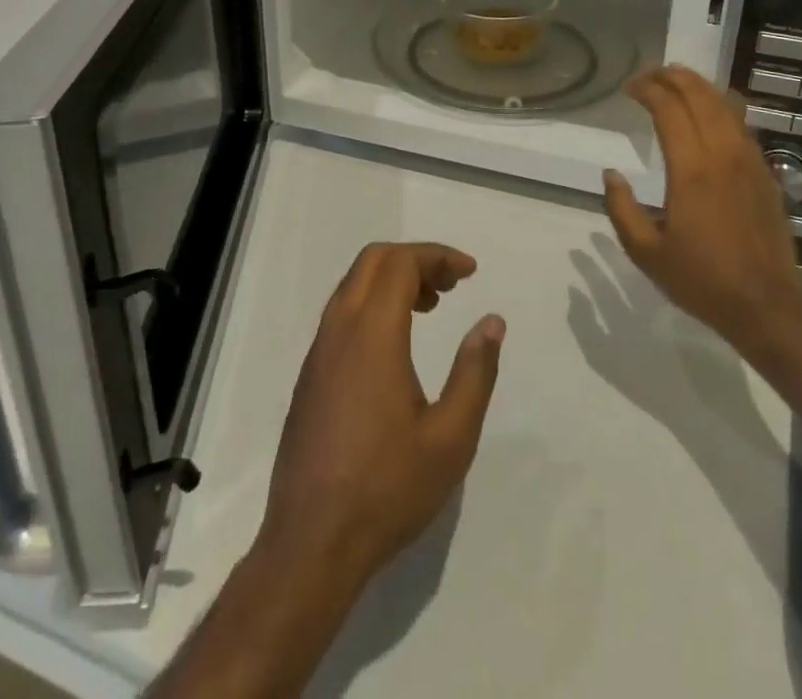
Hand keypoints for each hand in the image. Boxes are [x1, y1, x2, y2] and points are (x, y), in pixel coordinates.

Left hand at [257, 242, 504, 595]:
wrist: (310, 545)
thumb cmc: (387, 489)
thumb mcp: (451, 437)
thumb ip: (475, 372)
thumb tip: (491, 322)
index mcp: (372, 334)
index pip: (401, 263)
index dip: (438, 256)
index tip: (470, 273)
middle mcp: (339, 330)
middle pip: (373, 261)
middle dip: (415, 259)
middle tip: (451, 285)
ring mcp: (318, 352)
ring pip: (353, 285)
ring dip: (392, 280)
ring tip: (430, 307)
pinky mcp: (309, 376)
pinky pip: (341, 314)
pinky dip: (372, 304)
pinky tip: (396, 344)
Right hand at [603, 66, 801, 374]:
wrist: (767, 307)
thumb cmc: (702, 280)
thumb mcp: (646, 253)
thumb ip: (622, 209)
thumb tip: (611, 174)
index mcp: (692, 171)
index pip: (670, 109)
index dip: (648, 90)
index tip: (629, 88)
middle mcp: (723, 155)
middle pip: (700, 97)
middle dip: (673, 77)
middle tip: (650, 75)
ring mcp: (749, 162)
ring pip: (726, 105)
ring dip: (699, 86)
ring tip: (677, 81)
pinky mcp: (765, 173)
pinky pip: (742, 125)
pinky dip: (721, 106)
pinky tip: (710, 112)